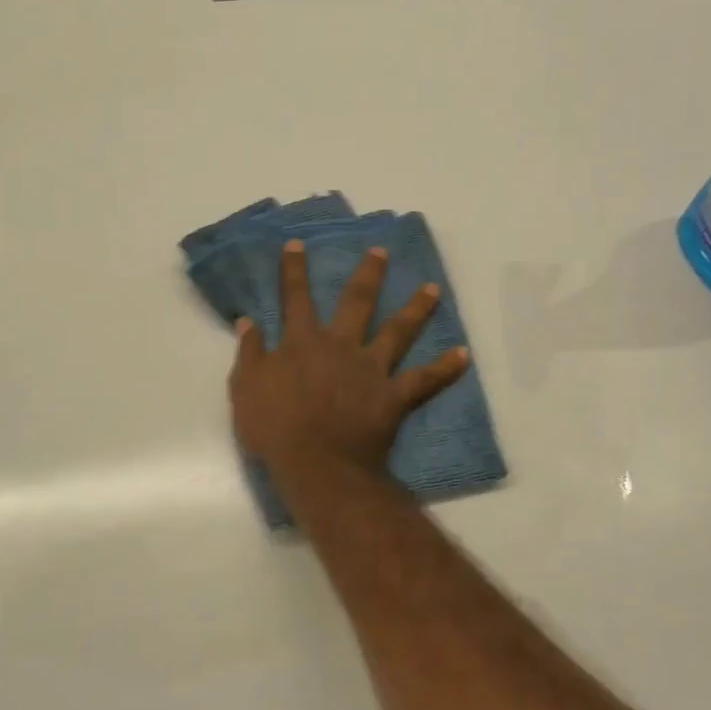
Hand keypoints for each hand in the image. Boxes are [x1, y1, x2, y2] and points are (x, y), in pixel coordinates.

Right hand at [230, 240, 468, 478]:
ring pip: (398, 331)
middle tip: (381, 252)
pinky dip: (445, 368)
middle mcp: (341, 346)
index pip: (296, 298)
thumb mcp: (246, 389)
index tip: (298, 244)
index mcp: (303, 343)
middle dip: (368, 274)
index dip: (295, 270)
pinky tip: (464, 355)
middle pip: (357, 302)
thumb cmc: (275, 429)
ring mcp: (372, 369)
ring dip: (416, 308)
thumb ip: (249, 353)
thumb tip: (248, 321)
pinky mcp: (393, 396)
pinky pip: (425, 380)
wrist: (317, 465)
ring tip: (433, 288)